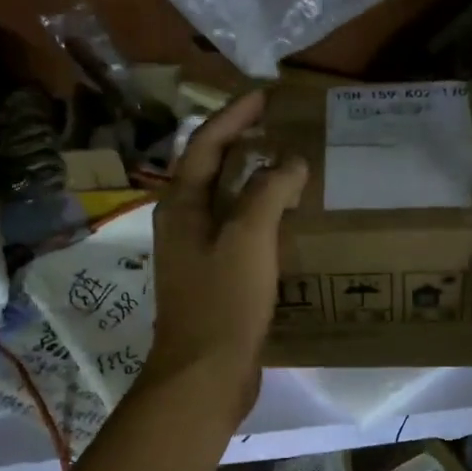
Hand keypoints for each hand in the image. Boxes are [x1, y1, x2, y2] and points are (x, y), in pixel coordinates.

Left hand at [141, 91, 307, 424]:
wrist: (205, 374)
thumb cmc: (223, 301)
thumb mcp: (248, 238)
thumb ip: (268, 192)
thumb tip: (289, 161)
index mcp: (182, 205)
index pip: (205, 144)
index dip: (234, 116)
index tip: (265, 96)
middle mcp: (184, 223)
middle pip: (212, 169)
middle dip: (243, 143)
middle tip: (280, 126)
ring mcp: (197, 253)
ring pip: (227, 202)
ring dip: (255, 179)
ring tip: (290, 165)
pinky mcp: (215, 278)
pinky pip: (240, 232)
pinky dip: (262, 215)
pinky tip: (289, 220)